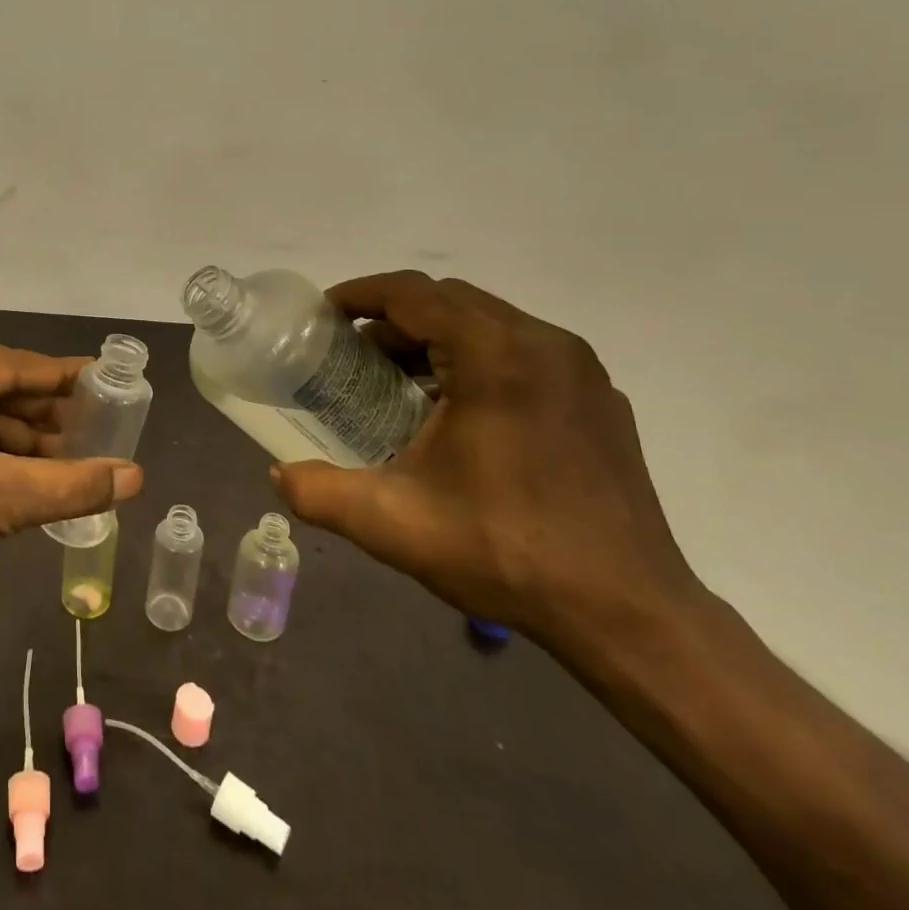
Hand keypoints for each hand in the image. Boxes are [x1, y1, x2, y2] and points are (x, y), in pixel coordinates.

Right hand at [271, 272, 699, 649]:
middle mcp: (543, 344)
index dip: (361, 294)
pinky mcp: (599, 398)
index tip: (324, 314)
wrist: (630, 616)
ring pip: (489, 322)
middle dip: (394, 317)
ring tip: (398, 381)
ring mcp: (580, 370)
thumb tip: (277, 476)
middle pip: (451, 300)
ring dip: (436, 337)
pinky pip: (523, 351)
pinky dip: (477, 358)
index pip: (414, 293)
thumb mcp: (394, 523)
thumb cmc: (507, 553)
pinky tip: (457, 411)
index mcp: (497, 355)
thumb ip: (320, 492)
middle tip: (353, 353)